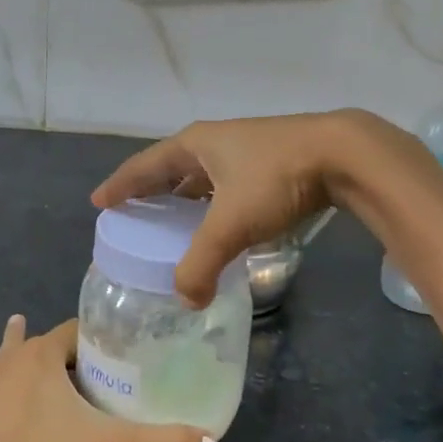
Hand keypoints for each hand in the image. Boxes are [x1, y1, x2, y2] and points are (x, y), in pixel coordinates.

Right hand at [91, 110, 432, 306]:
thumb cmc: (276, 179)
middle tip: (133, 215)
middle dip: (152, 191)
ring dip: (185, 198)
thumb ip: (203, 263)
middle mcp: (216, 142)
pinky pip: (228, 186)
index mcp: (195, 145)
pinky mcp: (271, 163)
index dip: (121, 185)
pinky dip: (215, 205)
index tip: (99, 202)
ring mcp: (245, 150)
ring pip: (203, 177)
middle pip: (172, 168)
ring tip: (172, 224)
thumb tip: (186, 299)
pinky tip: (220, 224)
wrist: (343, 155)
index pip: (145, 166)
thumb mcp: (232, 222)